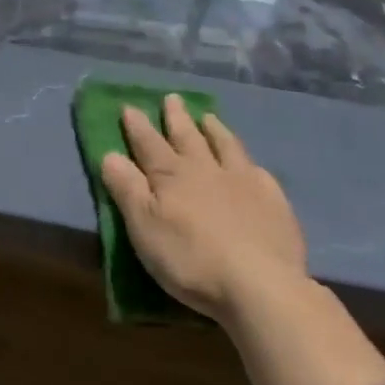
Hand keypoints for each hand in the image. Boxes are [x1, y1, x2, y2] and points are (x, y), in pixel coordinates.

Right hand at [101, 96, 306, 322]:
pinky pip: (259, 172)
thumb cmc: (191, 259)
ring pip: (225, 146)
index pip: (148, 143)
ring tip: (209, 117)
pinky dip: (249, 163)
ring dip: (215, 130)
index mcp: (171, 175)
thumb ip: (126, 189)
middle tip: (172, 98)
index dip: (137, 125)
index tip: (129, 106)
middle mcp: (206, 169)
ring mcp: (243, 182)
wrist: (261, 286)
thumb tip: (110, 154)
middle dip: (176, 118)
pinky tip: (252, 165)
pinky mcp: (274, 203)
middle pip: (187, 137)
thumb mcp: (144, 227)